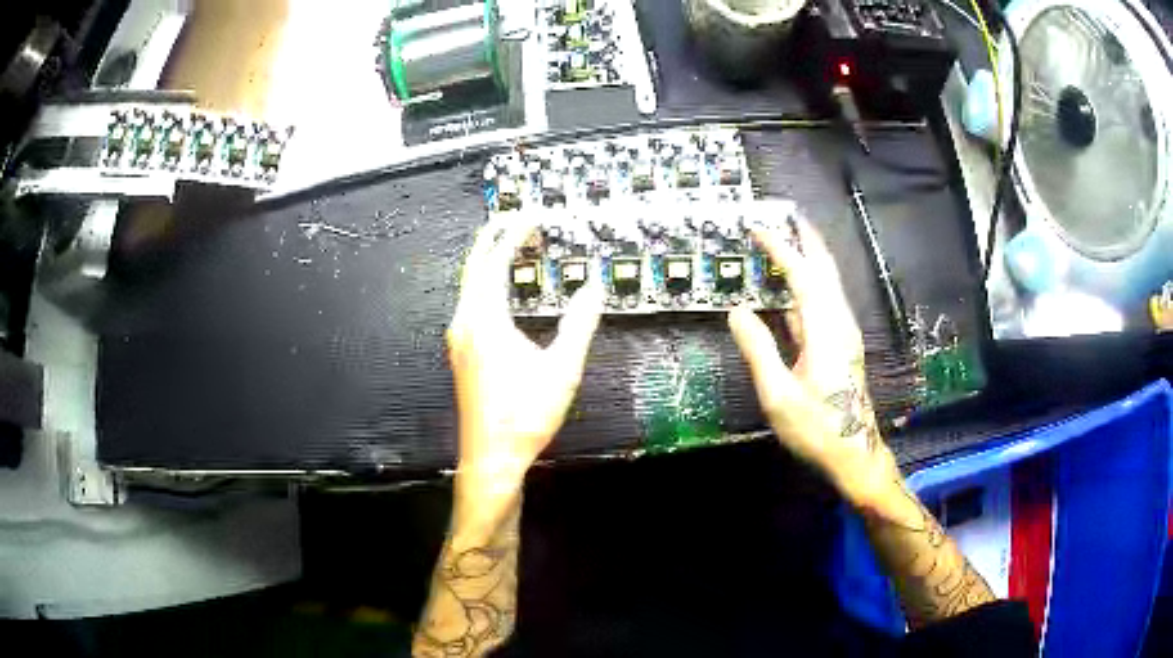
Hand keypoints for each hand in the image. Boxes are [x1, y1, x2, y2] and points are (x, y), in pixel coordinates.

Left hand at [448, 216, 603, 497]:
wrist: (491, 456)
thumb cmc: (524, 416)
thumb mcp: (562, 369)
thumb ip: (579, 324)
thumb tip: (593, 289)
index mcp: (485, 321)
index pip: (495, 262)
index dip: (512, 235)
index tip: (530, 217)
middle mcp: (465, 324)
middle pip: (473, 267)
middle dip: (492, 238)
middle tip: (513, 219)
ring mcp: (460, 339)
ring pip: (469, 285)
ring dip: (487, 261)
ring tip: (510, 247)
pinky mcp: (462, 353)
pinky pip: (470, 303)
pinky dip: (485, 284)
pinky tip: (501, 291)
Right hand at [728, 210, 896, 507]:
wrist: (854, 453)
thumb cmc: (816, 426)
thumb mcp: (778, 394)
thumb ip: (758, 349)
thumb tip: (737, 310)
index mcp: (825, 330)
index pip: (802, 276)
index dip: (781, 249)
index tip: (760, 228)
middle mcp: (839, 323)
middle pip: (825, 270)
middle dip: (808, 241)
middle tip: (790, 217)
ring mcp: (844, 335)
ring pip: (828, 285)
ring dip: (811, 259)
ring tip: (792, 242)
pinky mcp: (842, 346)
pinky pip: (825, 303)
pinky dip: (809, 285)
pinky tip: (794, 290)